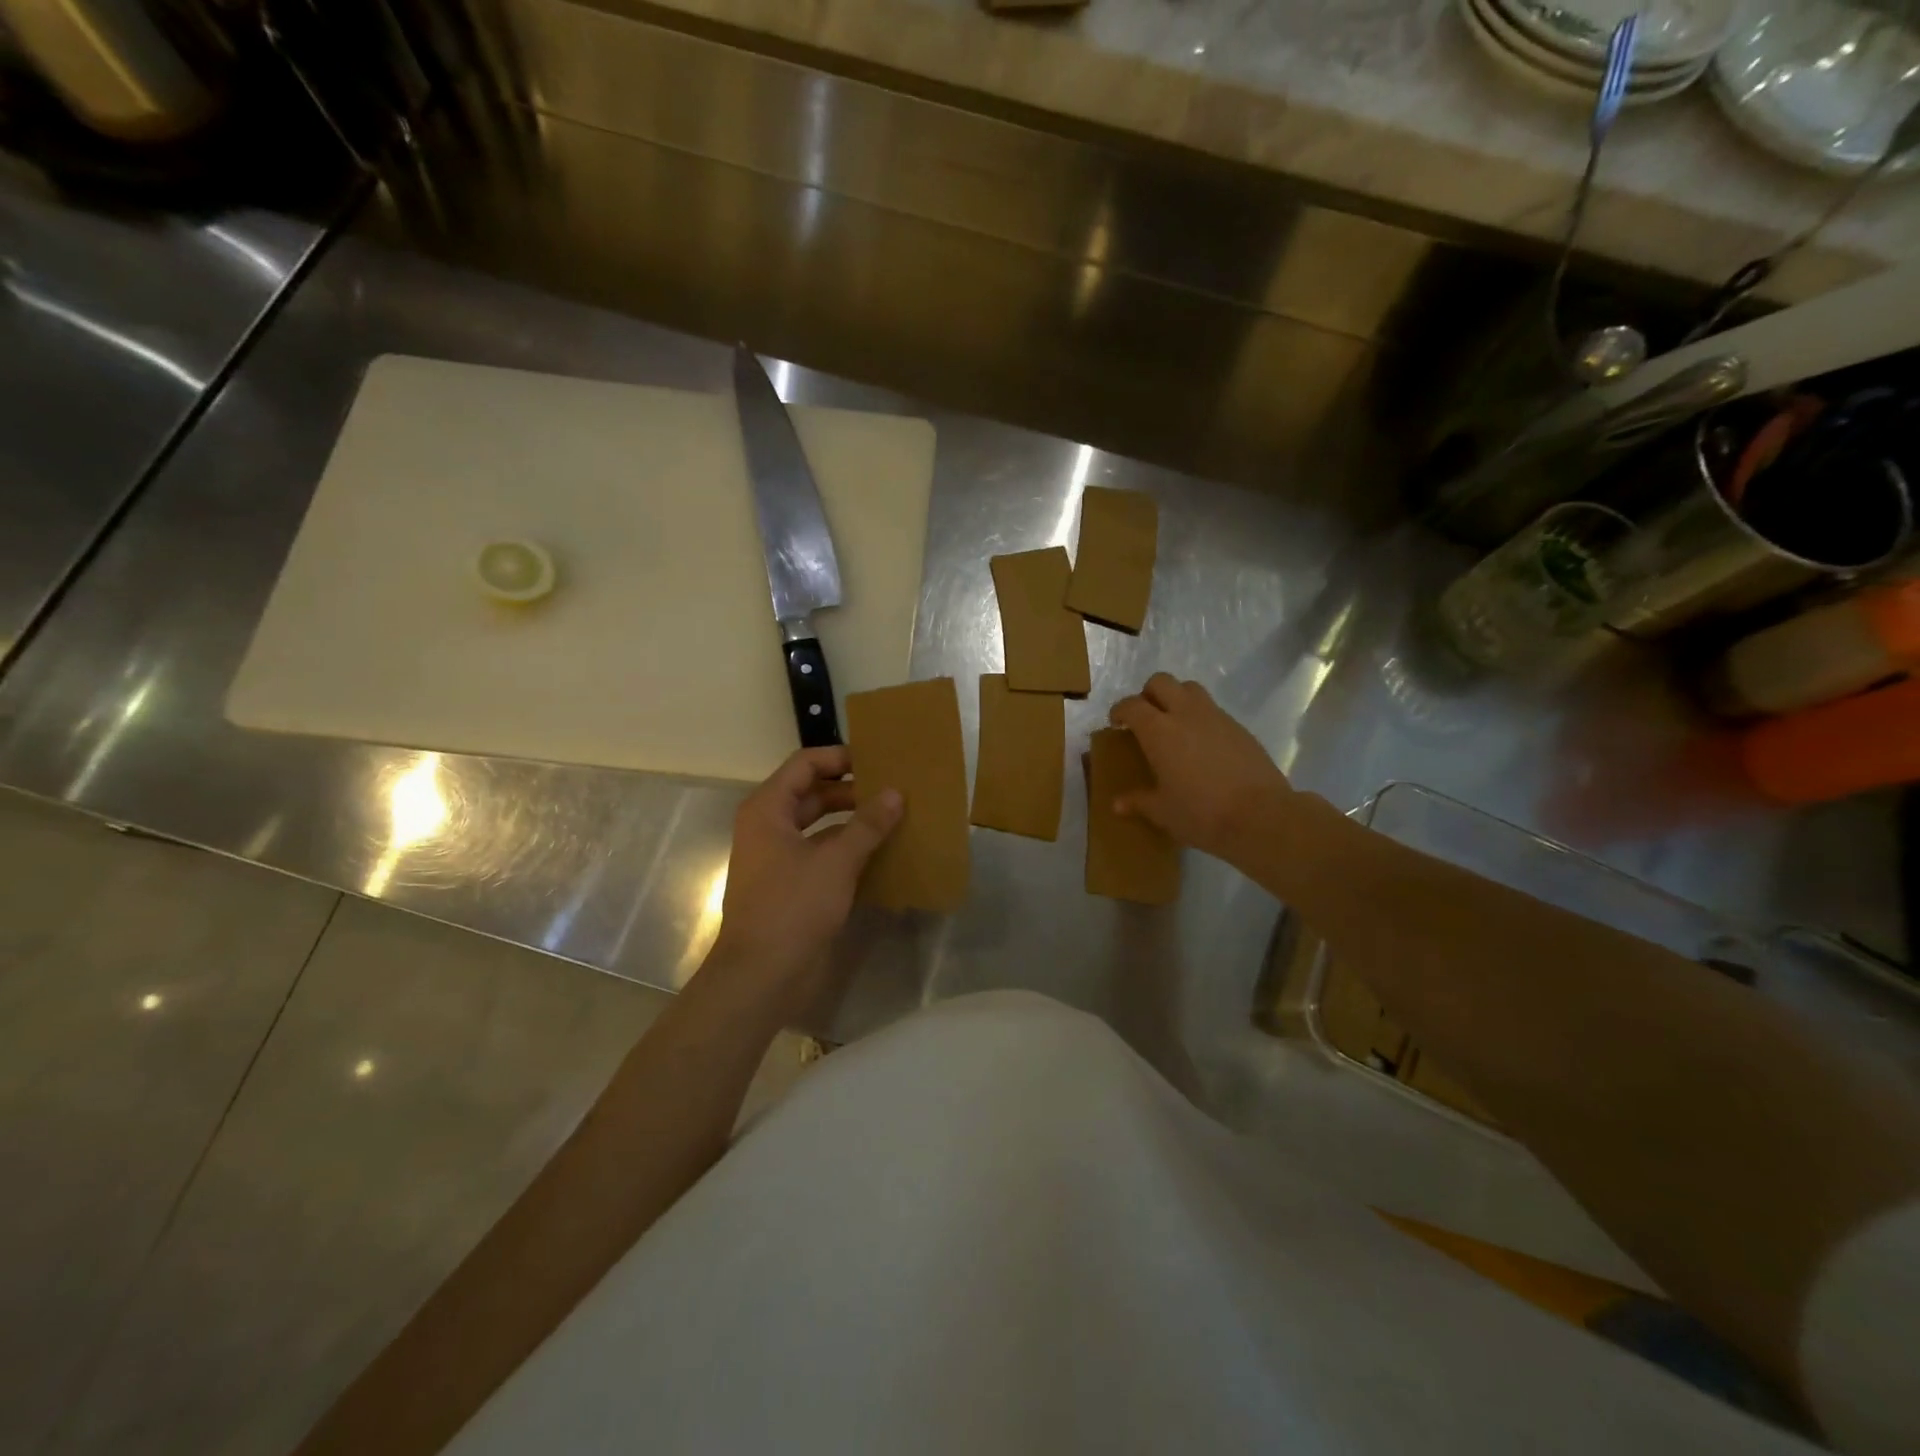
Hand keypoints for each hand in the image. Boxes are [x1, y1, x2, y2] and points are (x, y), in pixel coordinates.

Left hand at [704, 747, 900, 1020]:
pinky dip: (847, 849)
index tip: (877, 761)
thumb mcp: (836, 861)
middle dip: (852, 790)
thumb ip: (867, 825)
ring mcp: (778, 857)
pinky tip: (881, 853)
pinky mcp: (790, 884)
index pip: (805, 764)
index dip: (840, 757)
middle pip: (813, 793)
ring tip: (894, 817)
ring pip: (819, 825)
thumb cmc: (792, 907)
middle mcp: (769, 826)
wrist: (761, 976)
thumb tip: (895, 793)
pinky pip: (822, 854)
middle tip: (893, 789)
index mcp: (768, 809)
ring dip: (852, 821)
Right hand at [1108, 673, 1293, 867]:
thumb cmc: (1201, 813)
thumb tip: (1117, 804)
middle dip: (1148, 694)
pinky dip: (1200, 717)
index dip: (1119, 711)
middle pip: (1161, 682)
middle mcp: (1185, 714)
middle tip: (1145, 719)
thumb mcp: (1163, 812)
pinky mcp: (1239, 727)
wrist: (1261, 815)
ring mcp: (1216, 717)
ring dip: (1176, 698)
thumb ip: (1139, 802)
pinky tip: (1202, 745)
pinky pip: (1213, 709)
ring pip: (1190, 688)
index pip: (1131, 705)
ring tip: (1174, 726)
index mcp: (1159, 731)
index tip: (1116, 725)